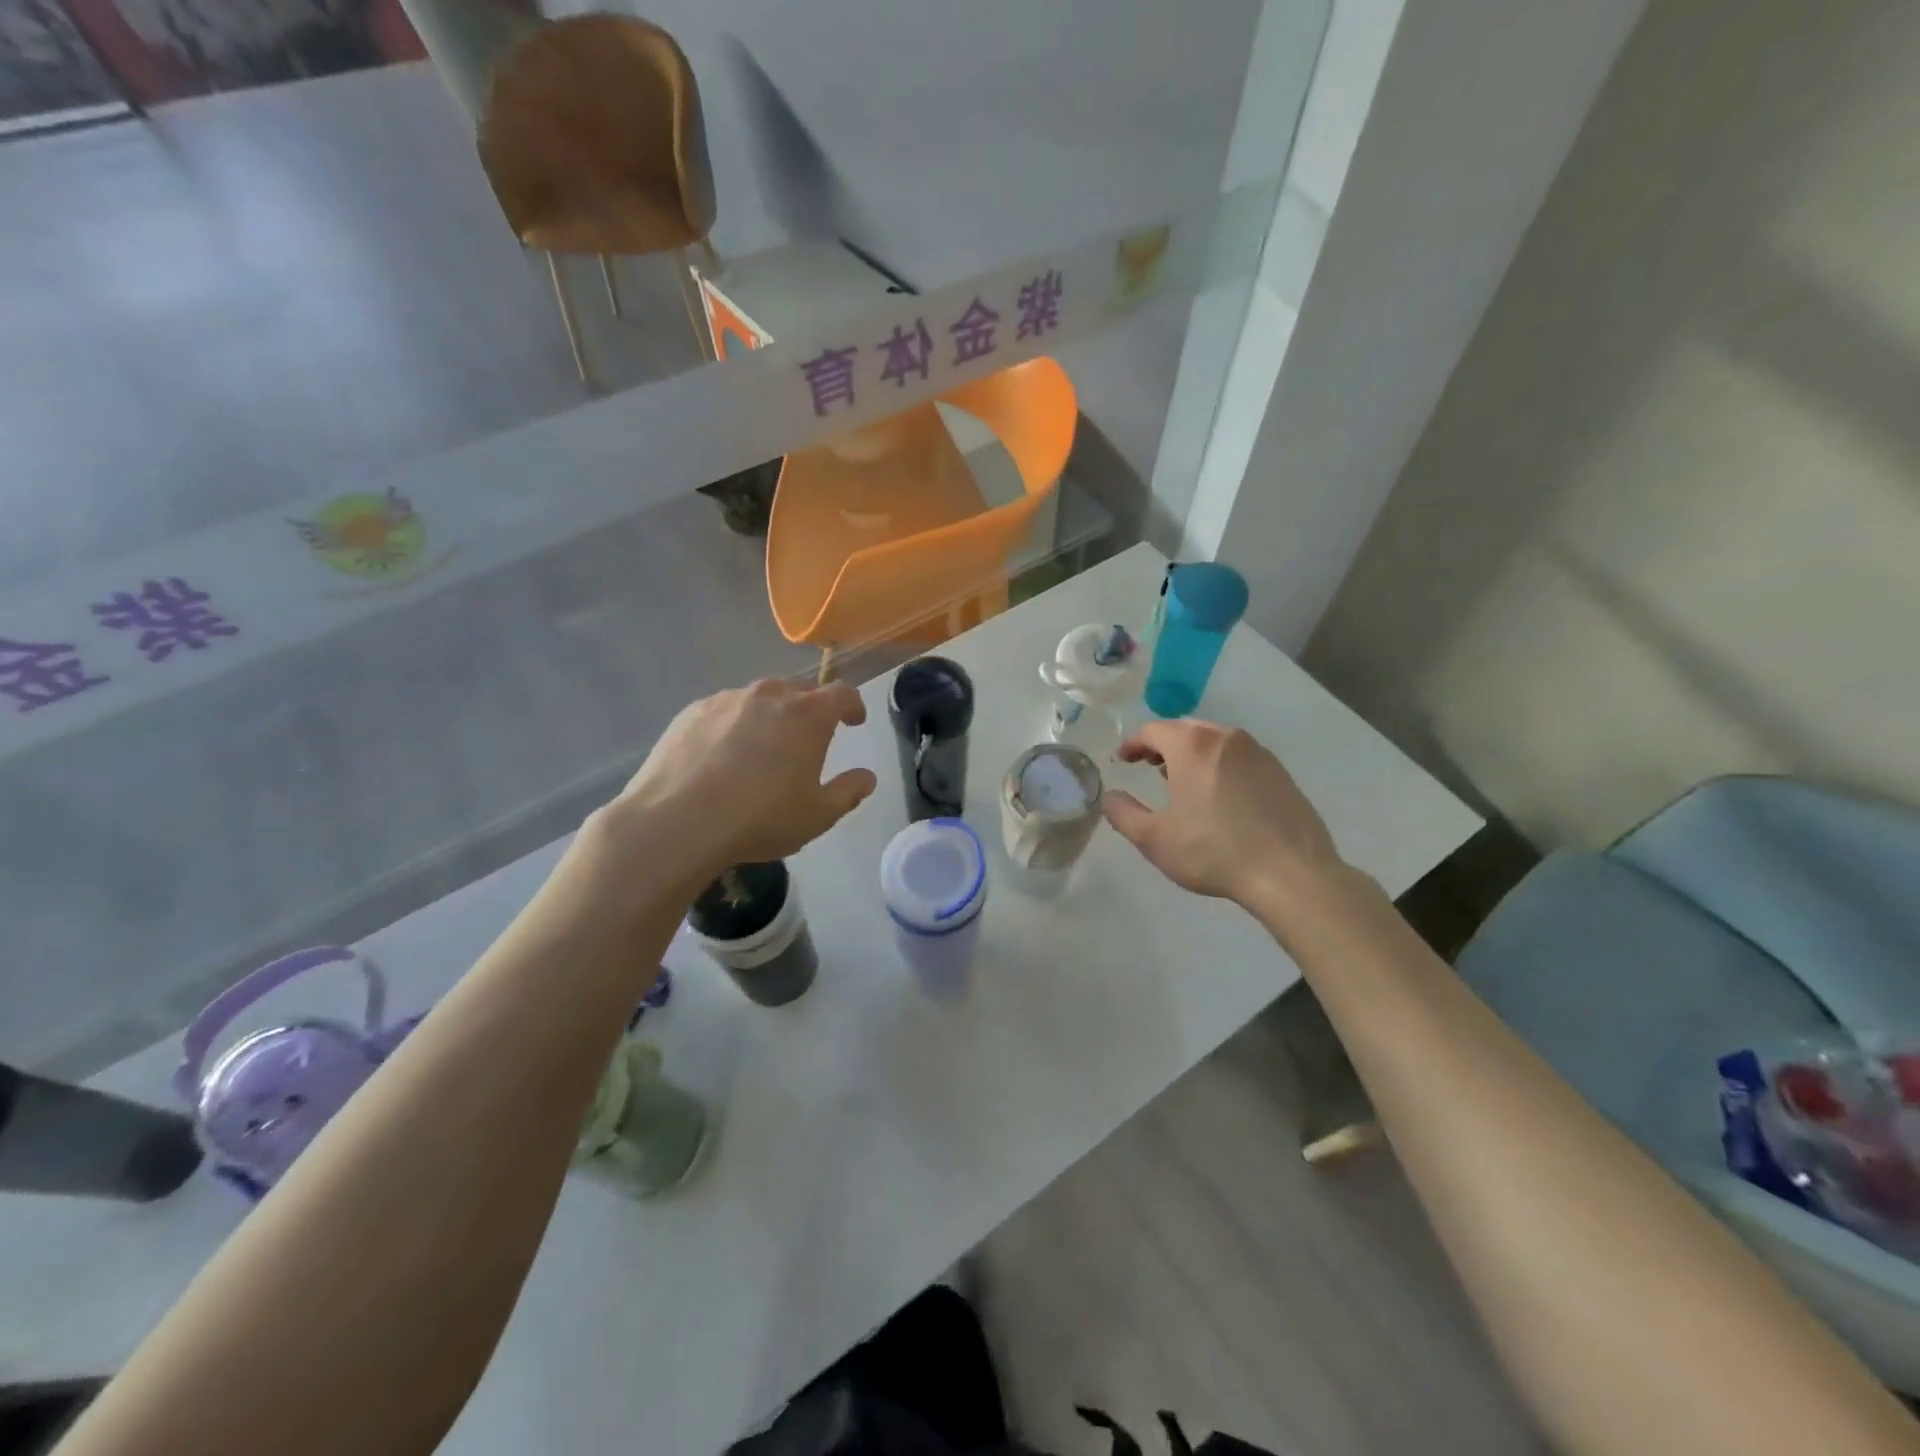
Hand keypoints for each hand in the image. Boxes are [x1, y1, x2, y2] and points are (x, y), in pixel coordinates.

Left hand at [607, 678, 876, 880]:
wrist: (677, 822)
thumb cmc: (760, 818)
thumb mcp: (818, 816)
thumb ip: (849, 792)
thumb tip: (866, 777)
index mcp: (809, 715)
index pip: (842, 694)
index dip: (853, 706)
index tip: (853, 722)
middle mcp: (770, 695)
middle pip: (800, 691)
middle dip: (811, 710)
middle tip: (808, 740)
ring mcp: (727, 699)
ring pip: (760, 699)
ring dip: (770, 716)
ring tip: (762, 750)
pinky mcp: (692, 711)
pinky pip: (725, 711)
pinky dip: (734, 725)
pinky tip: (723, 757)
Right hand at [1101, 719, 1345, 908]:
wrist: (1290, 872)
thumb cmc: (1213, 851)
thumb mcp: (1154, 839)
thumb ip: (1123, 813)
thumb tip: (1110, 797)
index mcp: (1192, 746)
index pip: (1153, 730)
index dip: (1133, 743)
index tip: (1123, 760)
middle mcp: (1226, 738)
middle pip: (1186, 729)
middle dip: (1163, 744)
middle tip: (1149, 766)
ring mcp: (1258, 753)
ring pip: (1216, 741)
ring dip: (1193, 753)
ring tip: (1183, 780)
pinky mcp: (1280, 772)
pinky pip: (1240, 757)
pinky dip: (1220, 765)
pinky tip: (1220, 795)